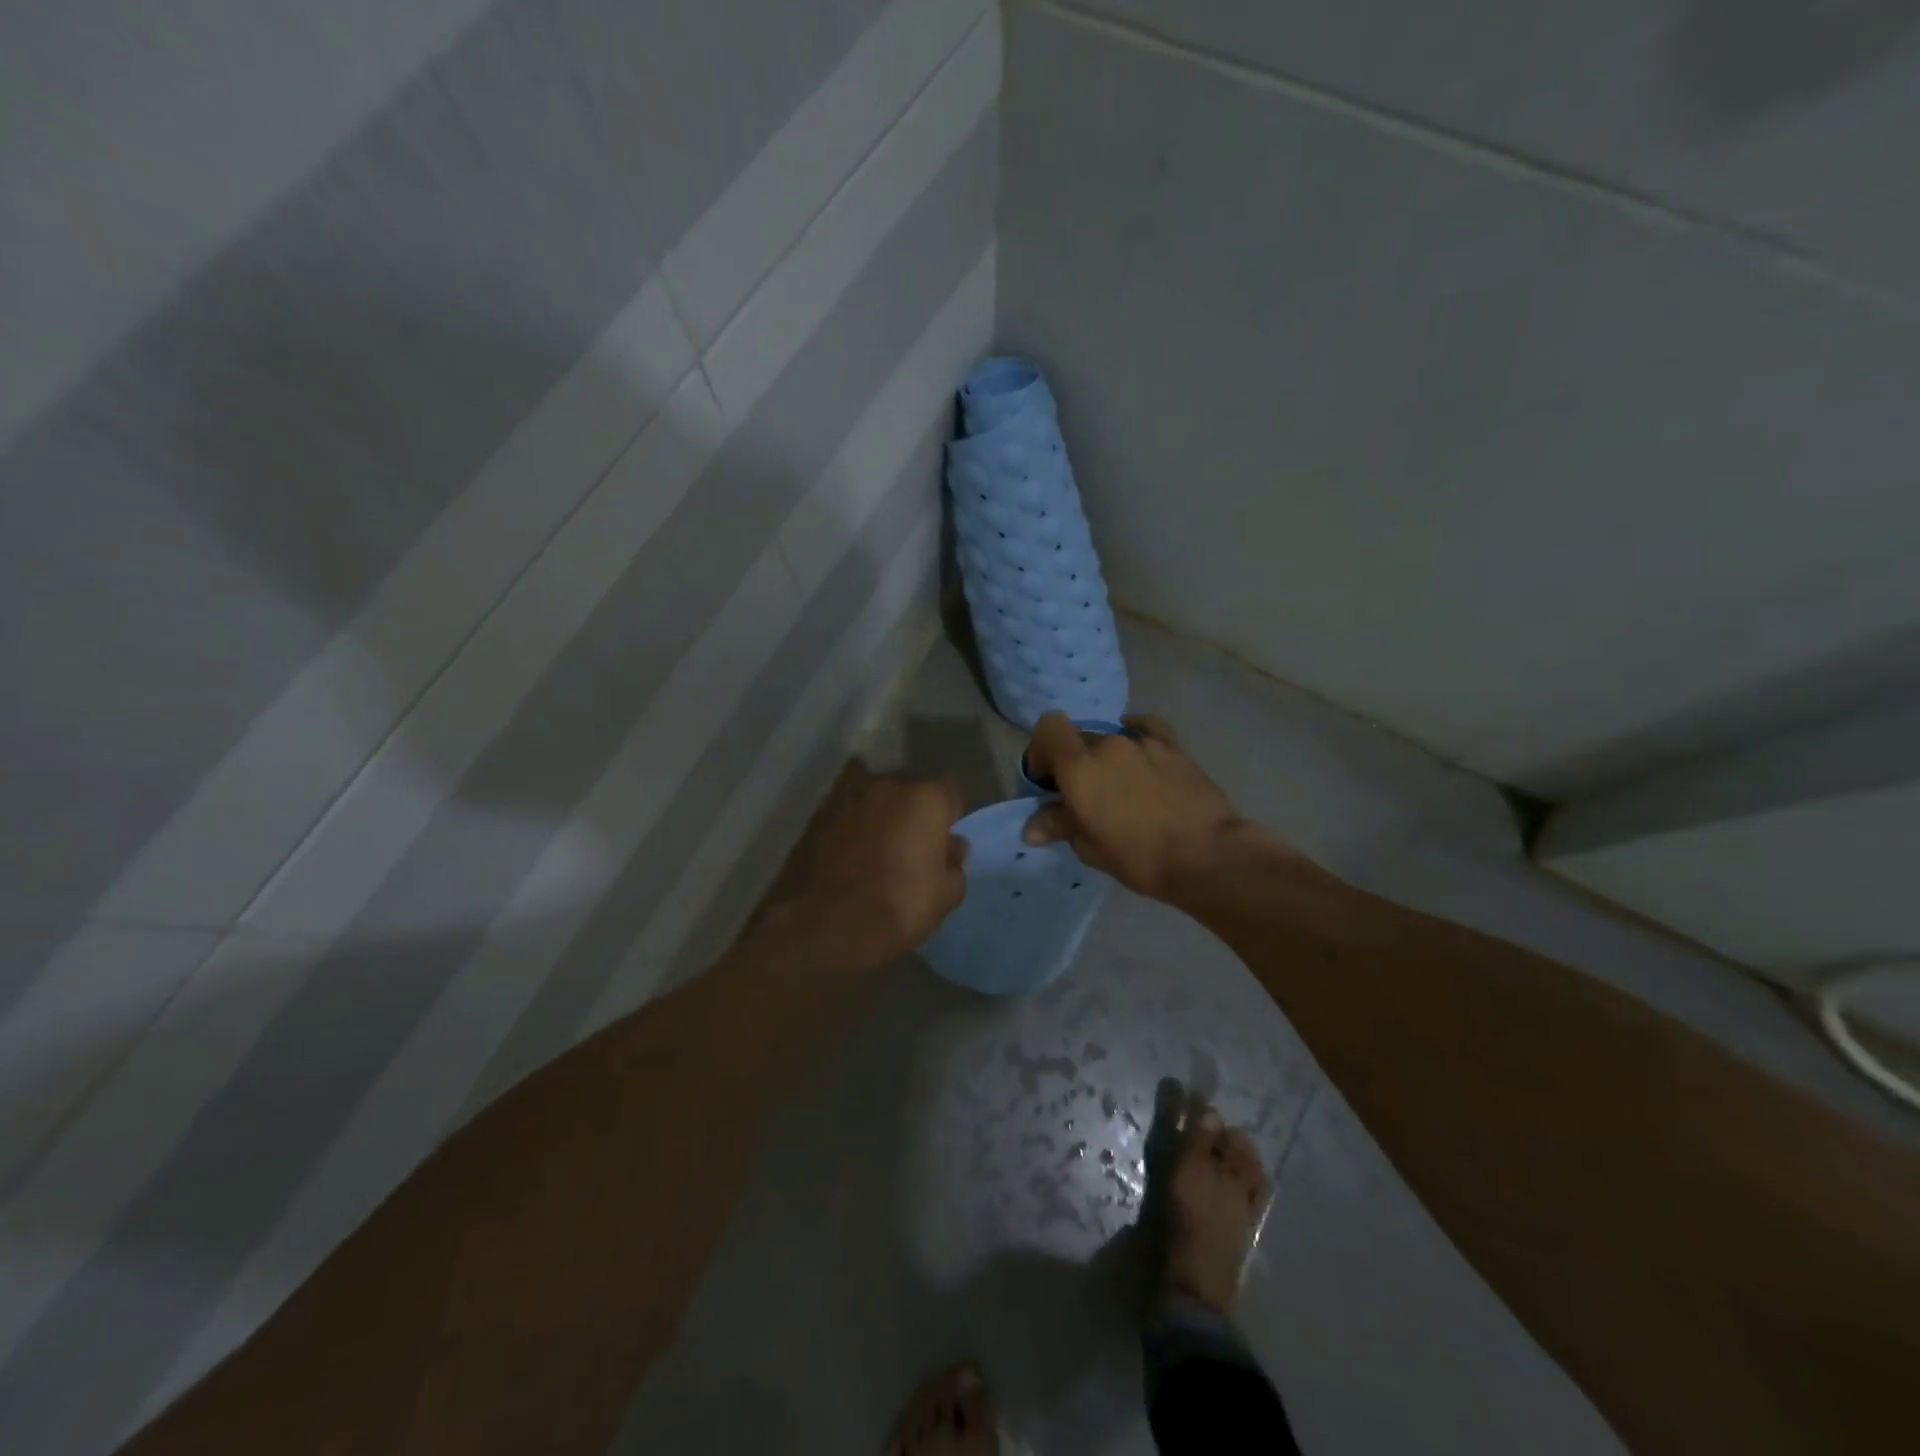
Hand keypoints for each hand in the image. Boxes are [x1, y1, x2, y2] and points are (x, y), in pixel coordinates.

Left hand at [749, 771, 967, 973]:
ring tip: (881, 857)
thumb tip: (953, 848)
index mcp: (925, 799)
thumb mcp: (946, 895)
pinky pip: (851, 822)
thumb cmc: (900, 905)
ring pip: (877, 806)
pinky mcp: (821, 820)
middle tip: (914, 849)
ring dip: (883, 823)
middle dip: (914, 815)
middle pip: (910, 794)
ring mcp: (850, 801)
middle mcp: (887, 788)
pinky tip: (854, 863)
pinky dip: (856, 835)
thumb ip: (955, 864)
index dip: (949, 816)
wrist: (830, 925)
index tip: (945, 841)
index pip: (949, 792)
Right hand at [1022, 713, 1243, 900]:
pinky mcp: (1173, 746)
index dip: (1041, 750)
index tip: (1046, 781)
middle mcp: (1108, 744)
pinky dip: (1135, 735)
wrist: (1206, 856)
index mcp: (1080, 767)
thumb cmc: (1140, 857)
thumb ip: (1059, 825)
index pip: (1048, 729)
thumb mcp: (1090, 848)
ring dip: (1104, 758)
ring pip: (1111, 738)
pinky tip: (1138, 751)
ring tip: (1118, 788)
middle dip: (1072, 761)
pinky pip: (1146, 729)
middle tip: (1081, 794)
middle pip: (1078, 738)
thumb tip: (1032, 827)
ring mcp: (1143, 742)